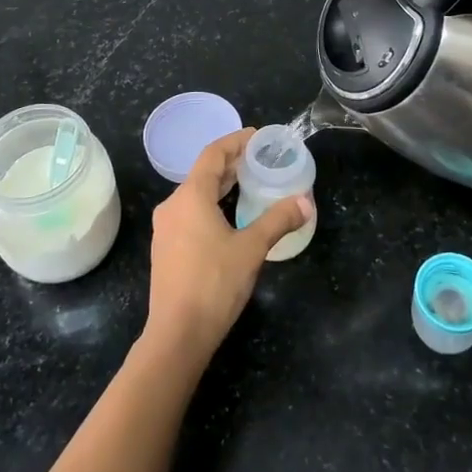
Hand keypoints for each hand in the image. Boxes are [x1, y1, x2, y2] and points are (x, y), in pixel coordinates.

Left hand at [141, 128, 307, 365]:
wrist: (177, 335)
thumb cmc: (214, 283)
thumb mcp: (252, 248)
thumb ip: (278, 221)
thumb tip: (305, 202)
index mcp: (190, 196)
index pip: (213, 154)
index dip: (235, 141)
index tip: (257, 136)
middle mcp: (173, 206)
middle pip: (203, 173)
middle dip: (231, 163)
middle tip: (259, 160)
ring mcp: (166, 229)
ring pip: (195, 194)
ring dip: (221, 186)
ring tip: (248, 184)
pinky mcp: (166, 249)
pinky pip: (190, 213)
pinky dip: (211, 205)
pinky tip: (229, 218)